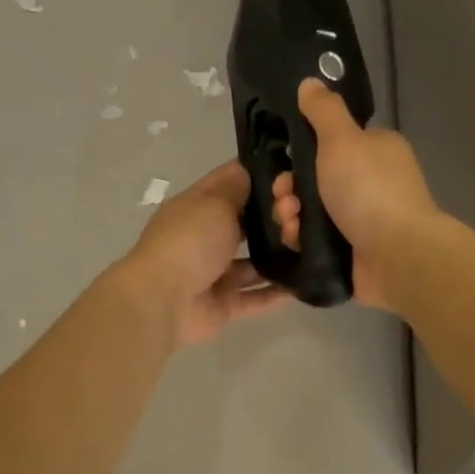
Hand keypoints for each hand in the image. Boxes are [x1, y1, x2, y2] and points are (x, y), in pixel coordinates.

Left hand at [117, 161, 290, 347]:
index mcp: (196, 208)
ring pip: (252, 262)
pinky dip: (275, 292)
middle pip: (244, 224)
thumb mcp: (214, 204)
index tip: (290, 173)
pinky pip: (254, 297)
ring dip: (277, 256)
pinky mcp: (223, 304)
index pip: (228, 183)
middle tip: (304, 213)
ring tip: (312, 247)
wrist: (163, 301)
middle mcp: (204, 237)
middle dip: (273, 218)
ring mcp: (213, 273)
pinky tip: (304, 283)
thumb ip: (236, 189)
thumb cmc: (189, 242)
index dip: (256, 176)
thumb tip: (247, 169)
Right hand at [273, 80, 442, 311]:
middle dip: (290, 189)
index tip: (284, 164)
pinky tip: (296, 241)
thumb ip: (323, 111)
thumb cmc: (368, 189)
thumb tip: (310, 82)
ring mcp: (363, 219)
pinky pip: (317, 240)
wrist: (397, 255)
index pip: (330, 144)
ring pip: (311, 211)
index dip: (300, 154)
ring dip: (291, 214)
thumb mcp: (342, 139)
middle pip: (315, 180)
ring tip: (290, 224)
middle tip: (284, 199)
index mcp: (375, 151)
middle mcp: (371, 182)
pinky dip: (302, 239)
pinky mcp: (353, 250)